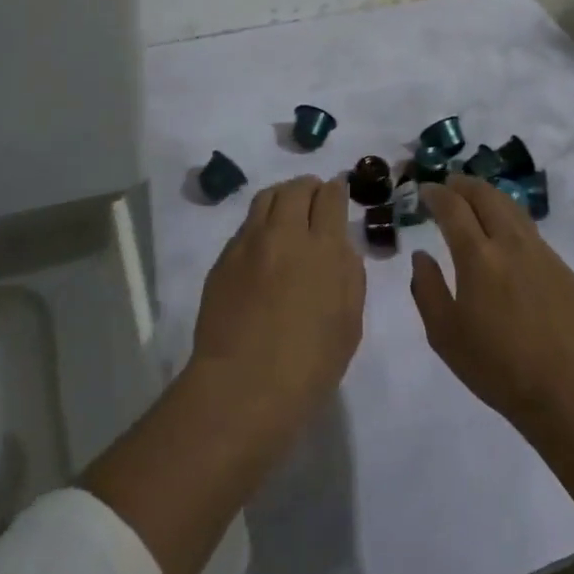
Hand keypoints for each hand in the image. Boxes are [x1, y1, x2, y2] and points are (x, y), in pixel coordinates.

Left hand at [190, 175, 364, 419]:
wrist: (243, 386)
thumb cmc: (309, 365)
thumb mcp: (349, 323)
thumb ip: (349, 275)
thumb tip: (340, 247)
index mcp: (323, 249)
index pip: (330, 198)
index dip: (336, 190)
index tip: (338, 191)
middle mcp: (285, 234)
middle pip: (296, 189)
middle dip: (309, 186)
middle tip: (314, 196)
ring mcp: (249, 243)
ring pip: (266, 198)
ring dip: (282, 196)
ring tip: (288, 209)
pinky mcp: (224, 259)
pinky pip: (245, 226)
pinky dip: (260, 223)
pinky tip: (264, 244)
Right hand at [411, 178, 573, 521]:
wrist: (567, 392)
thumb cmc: (496, 367)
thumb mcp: (444, 334)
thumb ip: (426, 288)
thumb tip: (421, 256)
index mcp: (478, 256)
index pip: (453, 207)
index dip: (436, 193)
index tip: (425, 191)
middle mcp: (511, 243)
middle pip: (486, 196)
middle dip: (464, 184)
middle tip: (449, 185)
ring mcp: (542, 254)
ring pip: (513, 209)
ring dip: (490, 197)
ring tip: (476, 200)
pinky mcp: (563, 270)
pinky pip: (532, 233)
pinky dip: (511, 222)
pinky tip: (507, 239)